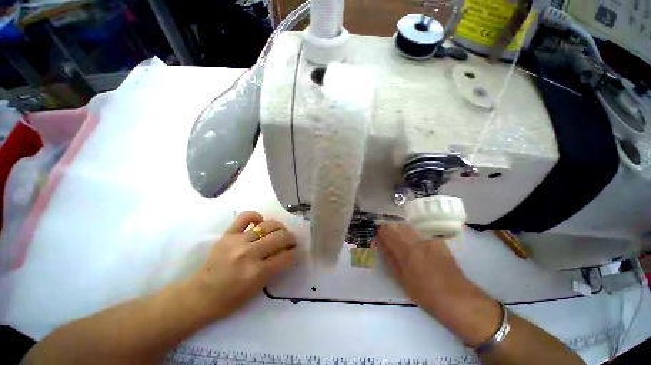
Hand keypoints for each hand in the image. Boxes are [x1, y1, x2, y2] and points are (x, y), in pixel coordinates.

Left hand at [186, 212, 295, 320]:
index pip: (286, 256)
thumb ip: (274, 268)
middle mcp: (249, 254)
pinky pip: (245, 217)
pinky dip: (256, 216)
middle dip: (290, 237)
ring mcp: (238, 242)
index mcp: (257, 272)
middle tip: (290, 240)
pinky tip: (259, 222)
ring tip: (279, 230)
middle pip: (280, 237)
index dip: (294, 252)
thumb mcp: (258, 288)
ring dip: (278, 227)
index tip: (294, 250)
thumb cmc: (231, 298)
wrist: (200, 295)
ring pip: (267, 225)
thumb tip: (287, 251)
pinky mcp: (228, 234)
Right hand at [376, 223, 501, 346]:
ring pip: (409, 227)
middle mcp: (416, 239)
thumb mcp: (401, 278)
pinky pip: (420, 233)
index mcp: (405, 249)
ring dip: (401, 232)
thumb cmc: (424, 292)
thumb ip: (390, 257)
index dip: (381, 232)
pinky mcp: (438, 241)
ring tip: (402, 244)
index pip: (387, 230)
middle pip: (398, 225)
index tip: (379, 238)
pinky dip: (414, 236)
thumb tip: (382, 243)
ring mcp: (429, 239)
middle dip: (391, 231)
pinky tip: (417, 248)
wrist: (457, 298)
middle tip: (389, 242)